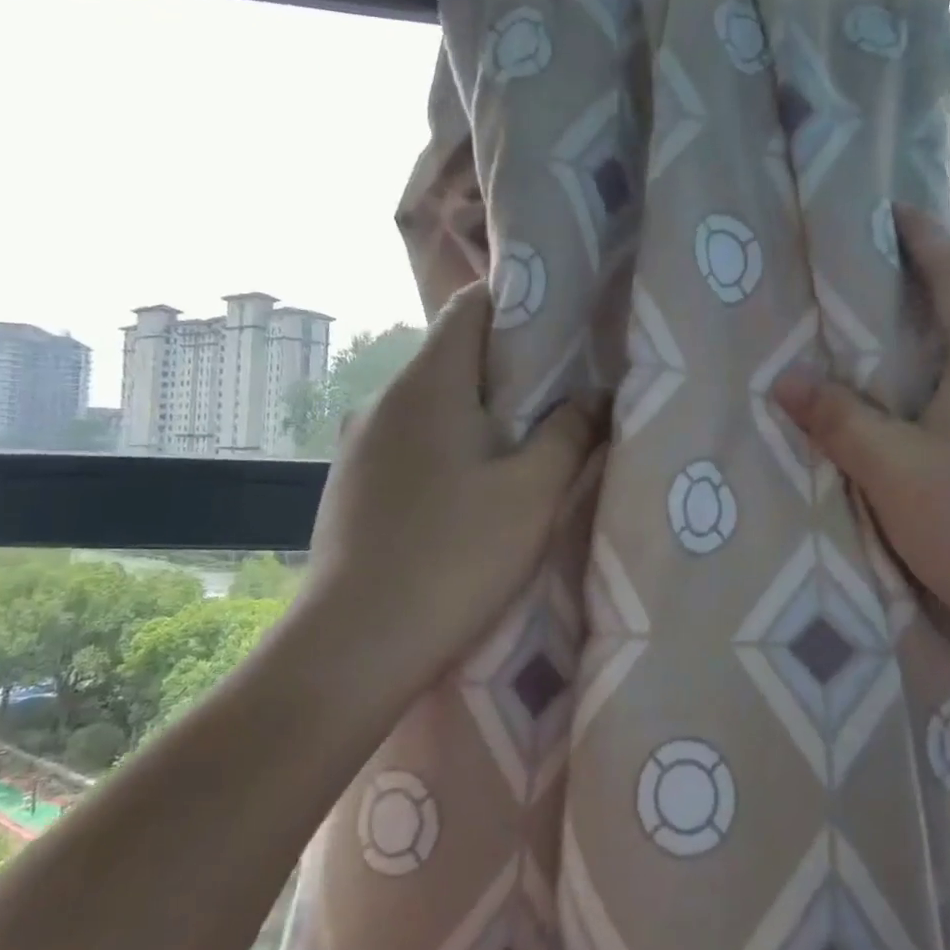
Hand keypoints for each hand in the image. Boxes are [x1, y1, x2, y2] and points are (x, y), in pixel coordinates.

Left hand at [298, 281, 603, 695]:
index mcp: (428, 383)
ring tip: (525, 444)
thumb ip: (571, 432)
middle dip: (508, 366)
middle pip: (453, 355)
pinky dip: (448, 446)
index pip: (470, 306)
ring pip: (432, 403)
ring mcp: (360, 443)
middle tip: (563, 392)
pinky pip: (411, 442)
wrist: (354, 645)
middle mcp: (384, 400)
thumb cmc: (454, 556)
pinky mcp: (352, 485)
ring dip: (478, 412)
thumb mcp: (533, 493)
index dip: (518, 303)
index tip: (564, 326)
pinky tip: (471, 490)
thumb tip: (597, 394)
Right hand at [774, 206, 949, 672]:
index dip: (923, 235)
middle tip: (861, 269)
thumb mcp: (892, 471)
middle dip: (921, 275)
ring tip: (874, 328)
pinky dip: (941, 370)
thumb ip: (838, 419)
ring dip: (931, 327)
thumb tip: (786, 378)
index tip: (884, 212)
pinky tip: (909, 399)